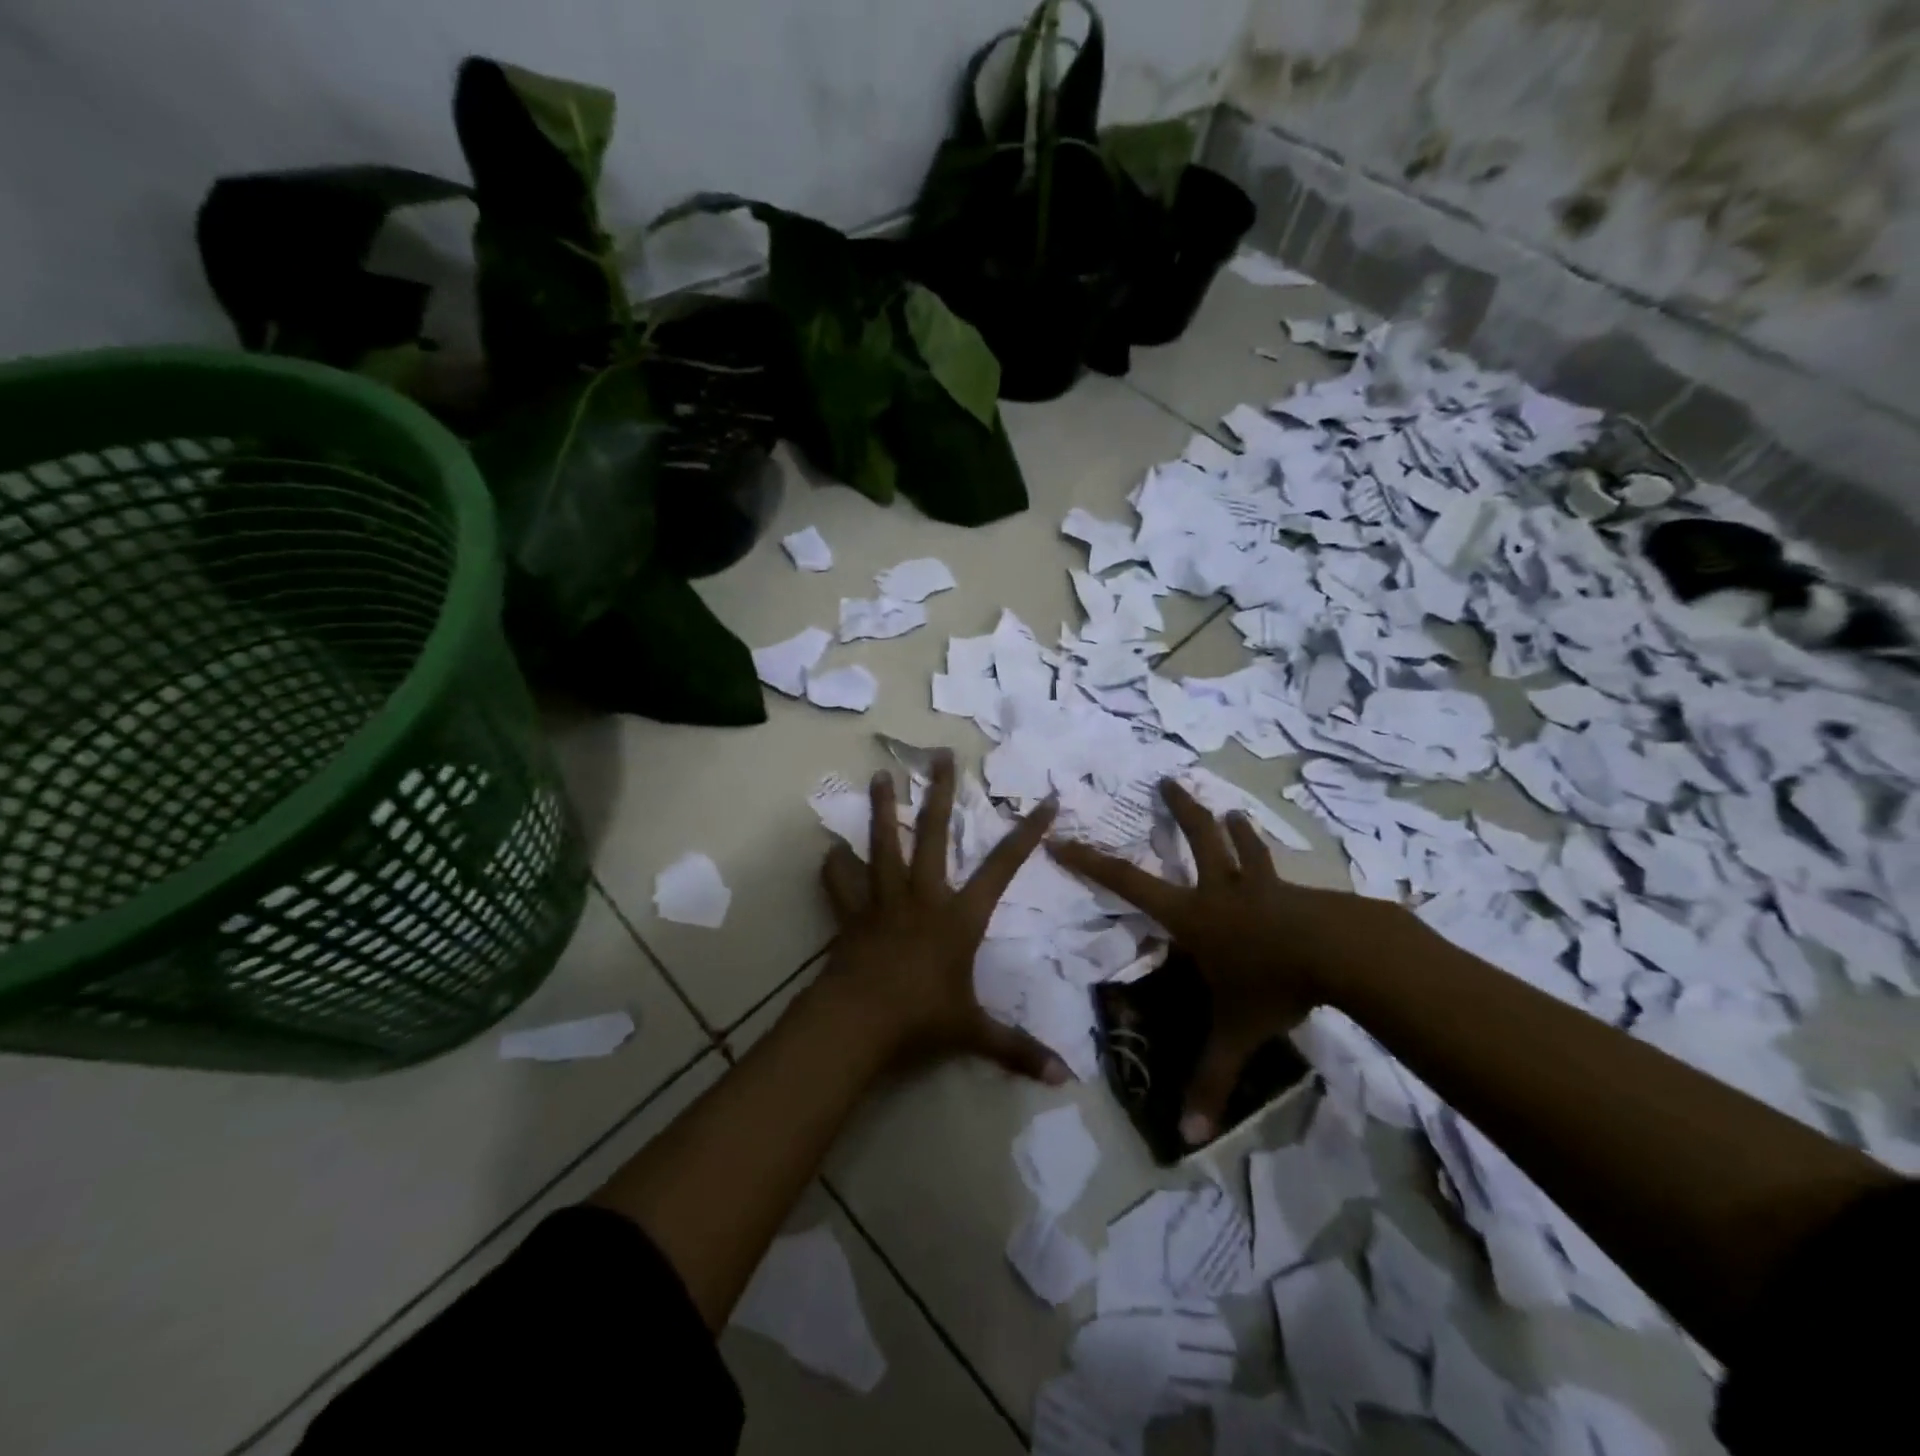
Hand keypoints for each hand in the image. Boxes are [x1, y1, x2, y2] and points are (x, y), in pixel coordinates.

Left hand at [817, 753, 1068, 1084]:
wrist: (859, 1022)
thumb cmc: (922, 1019)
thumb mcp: (974, 1033)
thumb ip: (1017, 1049)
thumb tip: (1063, 1078)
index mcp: (959, 916)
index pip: (1002, 868)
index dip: (1026, 835)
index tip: (1045, 802)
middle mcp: (923, 896)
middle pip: (932, 834)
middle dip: (939, 793)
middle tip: (940, 755)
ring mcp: (883, 901)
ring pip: (881, 845)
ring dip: (880, 810)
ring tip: (878, 776)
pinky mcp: (852, 915)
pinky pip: (840, 885)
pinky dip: (834, 869)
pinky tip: (828, 852)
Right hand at [1050, 779, 1373, 1145]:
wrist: (1343, 954)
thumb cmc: (1273, 984)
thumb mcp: (1236, 1033)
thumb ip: (1211, 1079)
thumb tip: (1189, 1137)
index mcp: (1193, 915)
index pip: (1127, 883)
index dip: (1090, 861)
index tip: (1061, 837)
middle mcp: (1222, 890)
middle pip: (1197, 839)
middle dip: (1179, 810)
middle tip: (1167, 781)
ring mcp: (1263, 887)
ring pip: (1243, 848)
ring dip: (1233, 829)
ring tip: (1231, 810)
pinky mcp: (1298, 894)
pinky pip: (1279, 875)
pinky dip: (1274, 869)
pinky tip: (1291, 877)